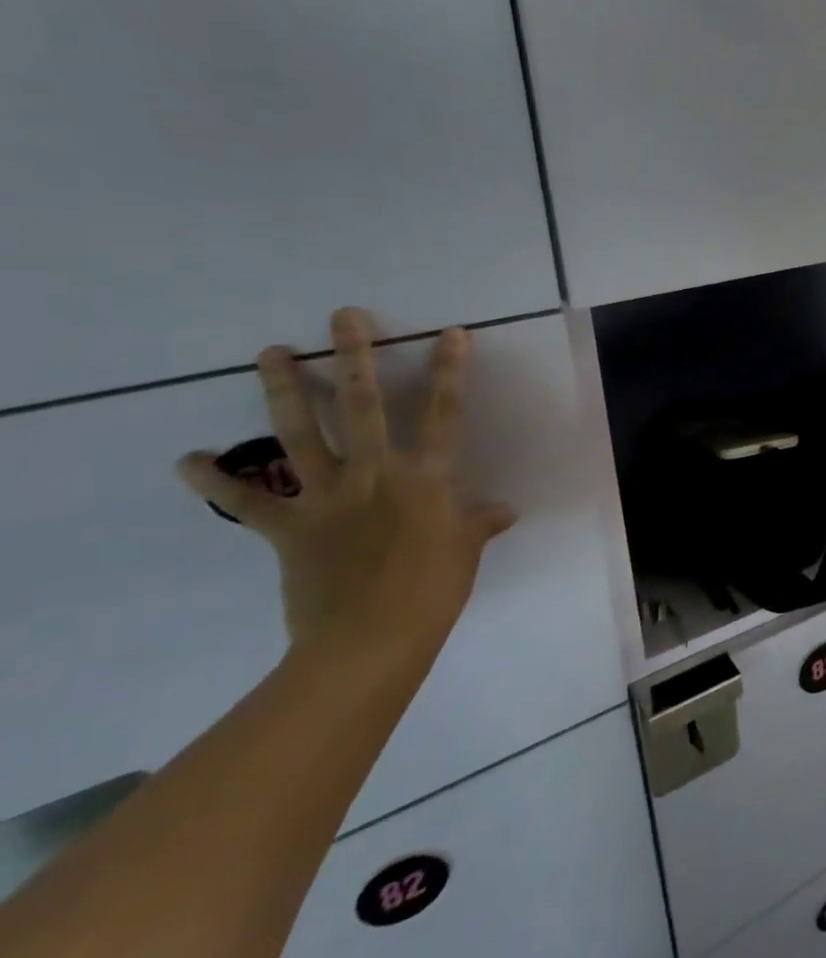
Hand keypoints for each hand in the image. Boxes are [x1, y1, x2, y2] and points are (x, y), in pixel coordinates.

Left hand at [177, 309, 515, 670]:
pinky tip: (189, 458)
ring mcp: (328, 497)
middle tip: (343, 317)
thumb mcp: (466, 550)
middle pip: (365, 405)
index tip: (450, 333)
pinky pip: (247, 500)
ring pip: (301, 434)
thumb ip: (480, 522)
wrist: (370, 639)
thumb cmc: (433, 589)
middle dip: (355, 356)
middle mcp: (377, 473)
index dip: (449, 370)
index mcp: (428, 477)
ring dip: (284, 390)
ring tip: (269, 352)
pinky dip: (215, 480)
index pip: (445, 412)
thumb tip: (504, 510)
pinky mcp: (288, 527)